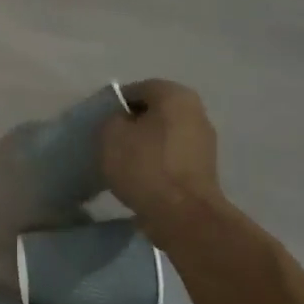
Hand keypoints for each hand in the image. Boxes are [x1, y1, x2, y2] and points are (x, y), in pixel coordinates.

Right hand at [100, 79, 225, 229]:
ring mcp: (204, 141)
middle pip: (154, 111)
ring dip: (144, 144)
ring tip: (122, 162)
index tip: (100, 123)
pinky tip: (140, 177)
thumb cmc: (144, 165)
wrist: (182, 214)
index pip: (137, 89)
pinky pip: (171, 156)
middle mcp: (196, 111)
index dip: (114, 104)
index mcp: (175, 95)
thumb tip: (121, 121)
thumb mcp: (111, 134)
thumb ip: (111, 118)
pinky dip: (156, 162)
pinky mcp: (204, 168)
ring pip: (163, 134)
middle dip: (132, 124)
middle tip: (109, 141)